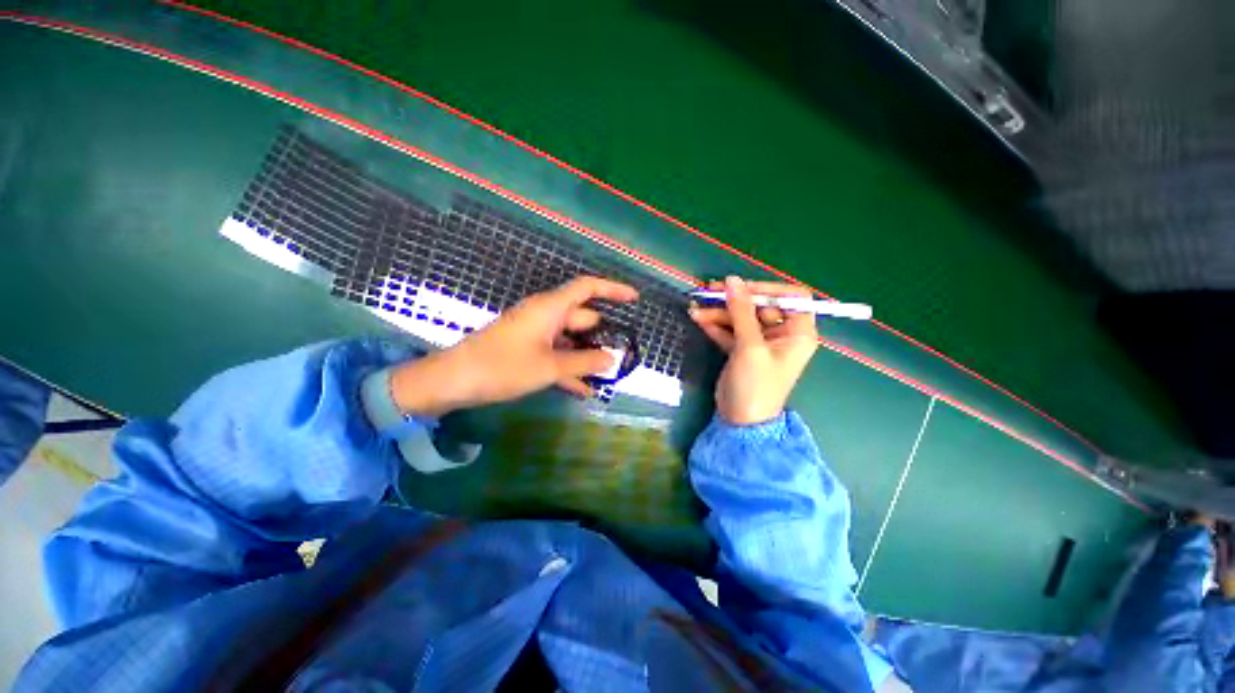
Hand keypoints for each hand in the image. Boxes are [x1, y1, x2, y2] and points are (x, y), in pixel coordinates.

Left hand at [389, 277, 638, 415]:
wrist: (454, 381)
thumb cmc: (503, 367)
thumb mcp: (549, 366)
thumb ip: (584, 362)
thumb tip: (612, 359)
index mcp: (550, 308)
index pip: (587, 288)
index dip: (612, 289)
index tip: (634, 298)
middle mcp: (544, 316)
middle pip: (582, 318)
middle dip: (602, 335)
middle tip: (624, 353)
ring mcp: (535, 333)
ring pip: (570, 341)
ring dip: (586, 357)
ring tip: (607, 376)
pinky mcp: (526, 350)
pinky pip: (556, 355)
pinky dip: (569, 369)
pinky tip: (584, 390)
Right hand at [689, 277, 818, 424]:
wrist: (741, 421)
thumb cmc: (756, 384)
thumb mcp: (750, 346)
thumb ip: (741, 311)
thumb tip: (731, 280)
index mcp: (797, 332)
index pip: (791, 296)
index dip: (767, 288)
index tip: (741, 288)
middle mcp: (782, 334)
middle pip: (759, 305)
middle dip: (733, 300)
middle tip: (708, 293)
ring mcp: (760, 342)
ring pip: (741, 317)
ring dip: (719, 313)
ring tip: (695, 310)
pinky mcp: (742, 350)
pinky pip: (730, 330)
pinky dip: (716, 325)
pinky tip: (699, 320)